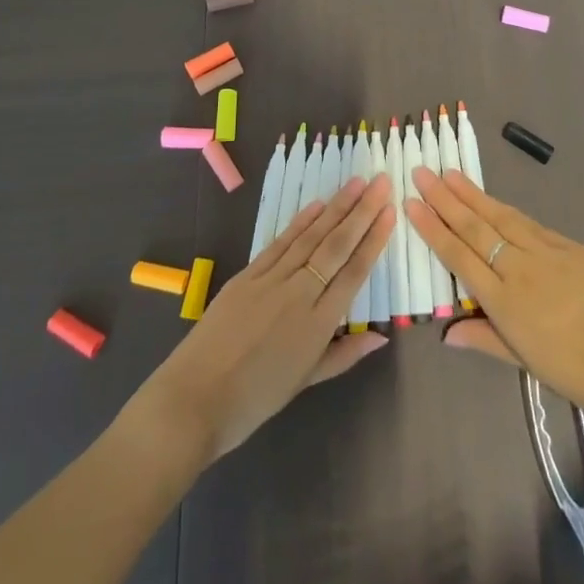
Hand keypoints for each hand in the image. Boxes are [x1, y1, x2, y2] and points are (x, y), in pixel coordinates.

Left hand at [136, 173, 396, 462]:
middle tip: (381, 182)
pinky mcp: (247, 275)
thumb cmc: (253, 401)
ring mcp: (271, 280)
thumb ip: (343, 355)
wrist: (193, 401)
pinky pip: (280, 243)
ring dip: (336, 207)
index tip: (390, 211)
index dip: (374, 240)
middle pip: (336, 246)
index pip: (353, 272)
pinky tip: (317, 205)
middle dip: (362, 212)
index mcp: (317, 325)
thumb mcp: (304, 383)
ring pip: (311, 237)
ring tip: (356, 183)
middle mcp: (299, 294)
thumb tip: (381, 336)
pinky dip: (300, 222)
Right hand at [406, 167, 583, 413]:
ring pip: (500, 216)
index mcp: (503, 301)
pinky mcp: (568, 244)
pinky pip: (528, 222)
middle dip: (445, 199)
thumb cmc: (574, 370)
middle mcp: (518, 268)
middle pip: (475, 228)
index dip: (433, 229)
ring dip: (471, 194)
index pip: (459, 256)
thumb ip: (484, 339)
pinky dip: (504, 208)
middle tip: (422, 173)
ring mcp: (544, 251)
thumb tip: (446, 333)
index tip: (411, 203)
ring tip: (449, 174)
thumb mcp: (524, 361)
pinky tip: (492, 199)